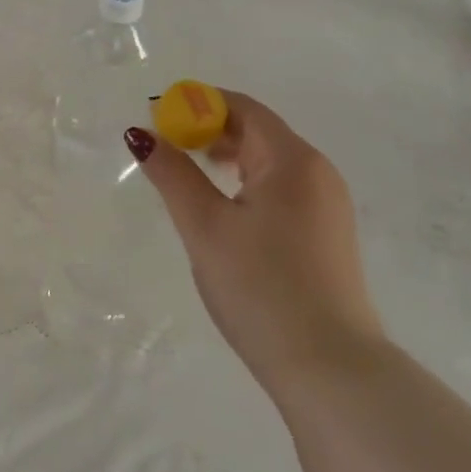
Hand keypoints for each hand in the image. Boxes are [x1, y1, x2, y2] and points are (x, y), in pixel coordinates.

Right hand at [127, 91, 381, 403]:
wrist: (328, 367)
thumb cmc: (260, 286)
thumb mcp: (205, 227)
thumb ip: (172, 175)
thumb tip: (141, 135)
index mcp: (293, 160)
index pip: (243, 108)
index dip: (197, 104)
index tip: (157, 117)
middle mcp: (318, 172)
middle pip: (258, 130)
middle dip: (209, 129)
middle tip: (165, 146)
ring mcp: (327, 204)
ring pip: (269, 161)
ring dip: (226, 156)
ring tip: (187, 173)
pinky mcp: (326, 233)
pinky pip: (281, 188)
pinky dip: (246, 182)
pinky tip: (223, 206)